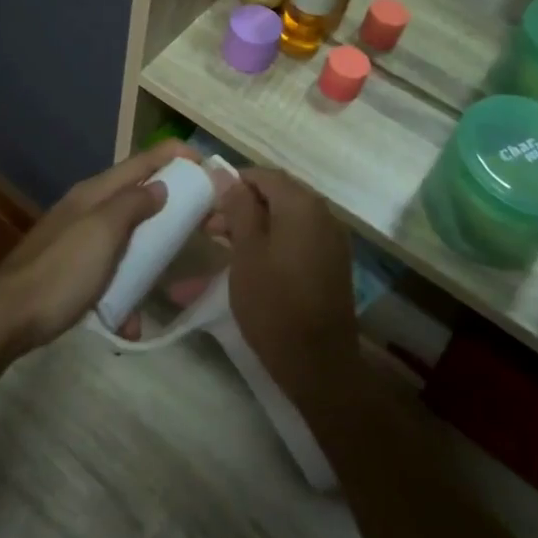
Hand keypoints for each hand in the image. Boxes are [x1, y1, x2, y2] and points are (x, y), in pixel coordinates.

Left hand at [0, 140, 195, 355]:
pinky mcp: (73, 269)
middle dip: (173, 206)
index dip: (175, 155)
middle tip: (207, 221)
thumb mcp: (103, 232)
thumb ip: (133, 204)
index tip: (209, 165)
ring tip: (173, 275)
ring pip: (128, 236)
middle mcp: (88, 208)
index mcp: (96, 192)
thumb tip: (160, 185)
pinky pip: (111, 271)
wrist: (7, 316)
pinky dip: (125, 289)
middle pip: (138, 196)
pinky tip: (129, 320)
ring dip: (151, 254)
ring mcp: (79, 239)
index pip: (142, 160)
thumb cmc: (61, 271)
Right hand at [215, 169, 359, 403]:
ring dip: (254, 226)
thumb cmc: (274, 303)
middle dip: (241, 206)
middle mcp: (323, 214)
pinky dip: (272, 243)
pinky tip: (249, 262)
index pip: (263, 175)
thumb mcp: (246, 252)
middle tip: (208, 227)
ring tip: (221, 245)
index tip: (206, 202)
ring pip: (285, 219)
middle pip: (276, 195)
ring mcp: (331, 240)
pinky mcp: (331, 263)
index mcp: (302, 204)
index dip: (232, 183)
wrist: (318, 363)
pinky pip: (297, 239)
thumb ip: (238, 207)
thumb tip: (226, 174)